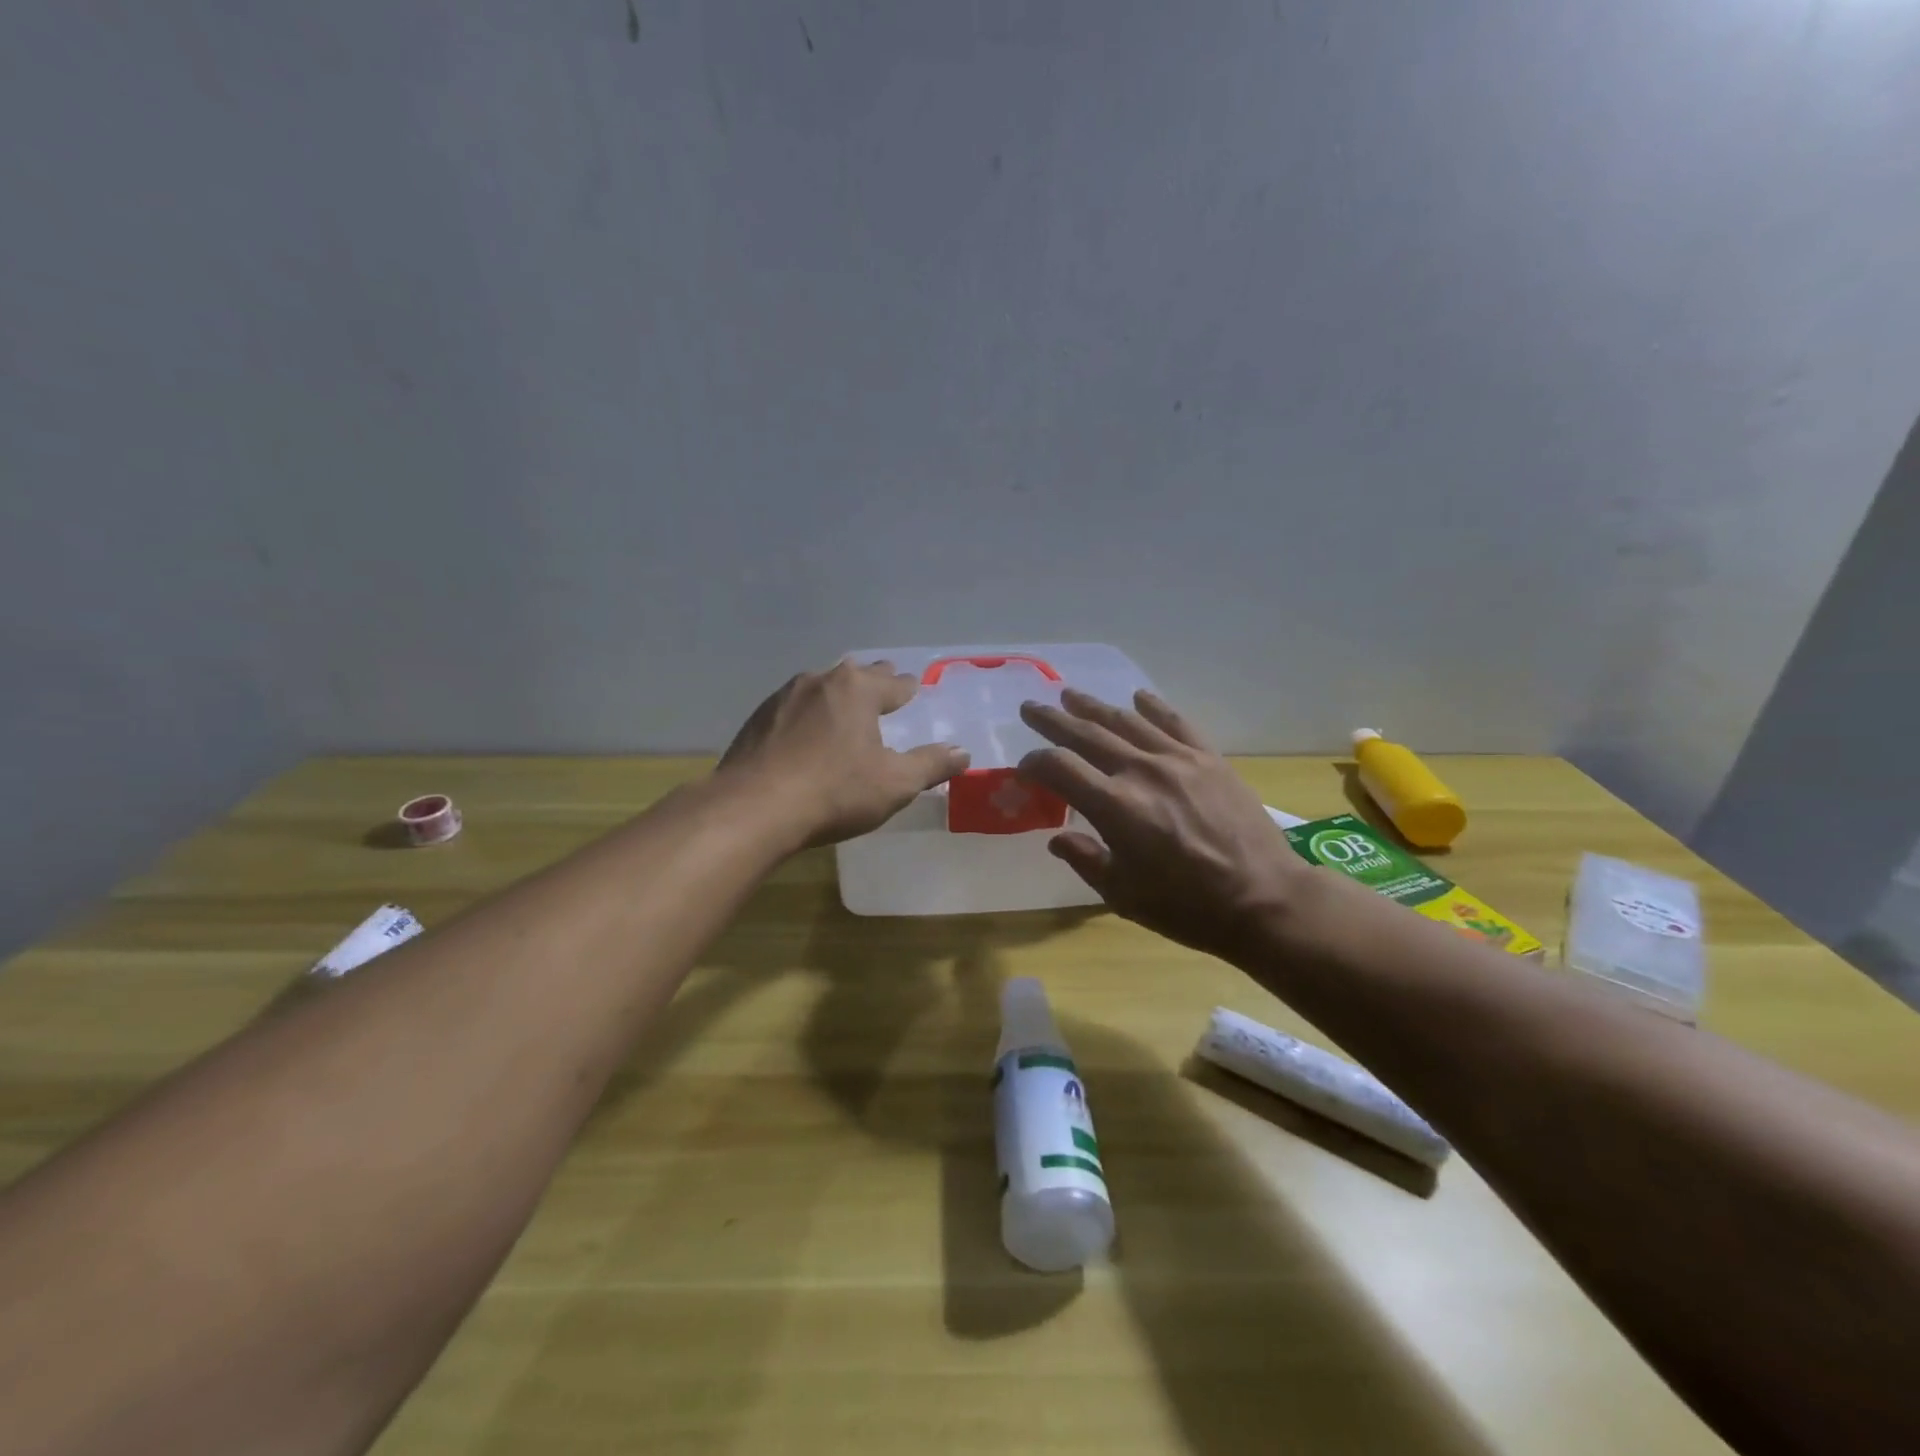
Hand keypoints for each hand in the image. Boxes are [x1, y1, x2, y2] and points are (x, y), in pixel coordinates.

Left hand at [719, 661, 968, 847]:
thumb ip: (931, 765)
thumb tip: (963, 752)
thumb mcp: (894, 784)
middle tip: (884, 686)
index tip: (913, 687)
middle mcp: (819, 681)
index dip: (907, 687)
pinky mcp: (757, 719)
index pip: (893, 682)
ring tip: (844, 708)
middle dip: (873, 681)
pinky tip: (805, 733)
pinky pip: (793, 709)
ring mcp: (783, 697)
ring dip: (836, 696)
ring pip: (820, 688)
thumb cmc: (835, 791)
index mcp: (857, 689)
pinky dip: (807, 715)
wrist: (753, 808)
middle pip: (855, 676)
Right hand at [1016, 688, 1310, 961]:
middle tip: (1030, 707)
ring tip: (1071, 696)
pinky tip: (1138, 696)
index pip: (1060, 768)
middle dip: (1053, 720)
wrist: (1264, 900)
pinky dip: (1154, 707)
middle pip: (1087, 734)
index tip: (1024, 769)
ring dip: (1094, 707)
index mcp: (1115, 806)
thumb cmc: (1187, 907)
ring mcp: (1178, 759)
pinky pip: (1176, 722)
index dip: (1035, 764)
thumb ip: (1086, 860)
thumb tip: (1057, 839)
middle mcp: (1141, 771)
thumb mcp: (1123, 895)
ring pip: (1126, 721)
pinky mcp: (1209, 758)